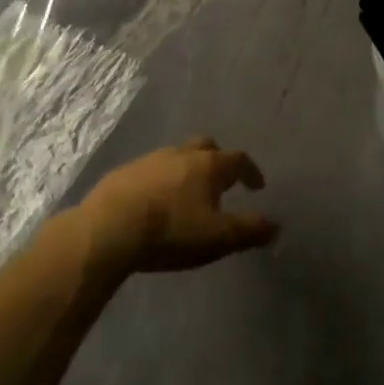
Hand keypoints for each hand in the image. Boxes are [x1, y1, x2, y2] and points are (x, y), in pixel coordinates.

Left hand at [76, 138, 278, 276]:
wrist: (109, 228)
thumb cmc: (172, 231)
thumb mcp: (218, 237)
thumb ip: (248, 230)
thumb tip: (274, 225)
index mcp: (209, 165)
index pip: (238, 160)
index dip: (250, 171)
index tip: (257, 185)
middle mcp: (182, 153)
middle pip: (206, 147)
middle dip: (217, 160)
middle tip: (220, 182)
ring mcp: (151, 159)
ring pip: (177, 156)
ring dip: (187, 170)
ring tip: (187, 194)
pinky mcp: (125, 172)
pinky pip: (151, 170)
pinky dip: (161, 180)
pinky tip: (155, 201)